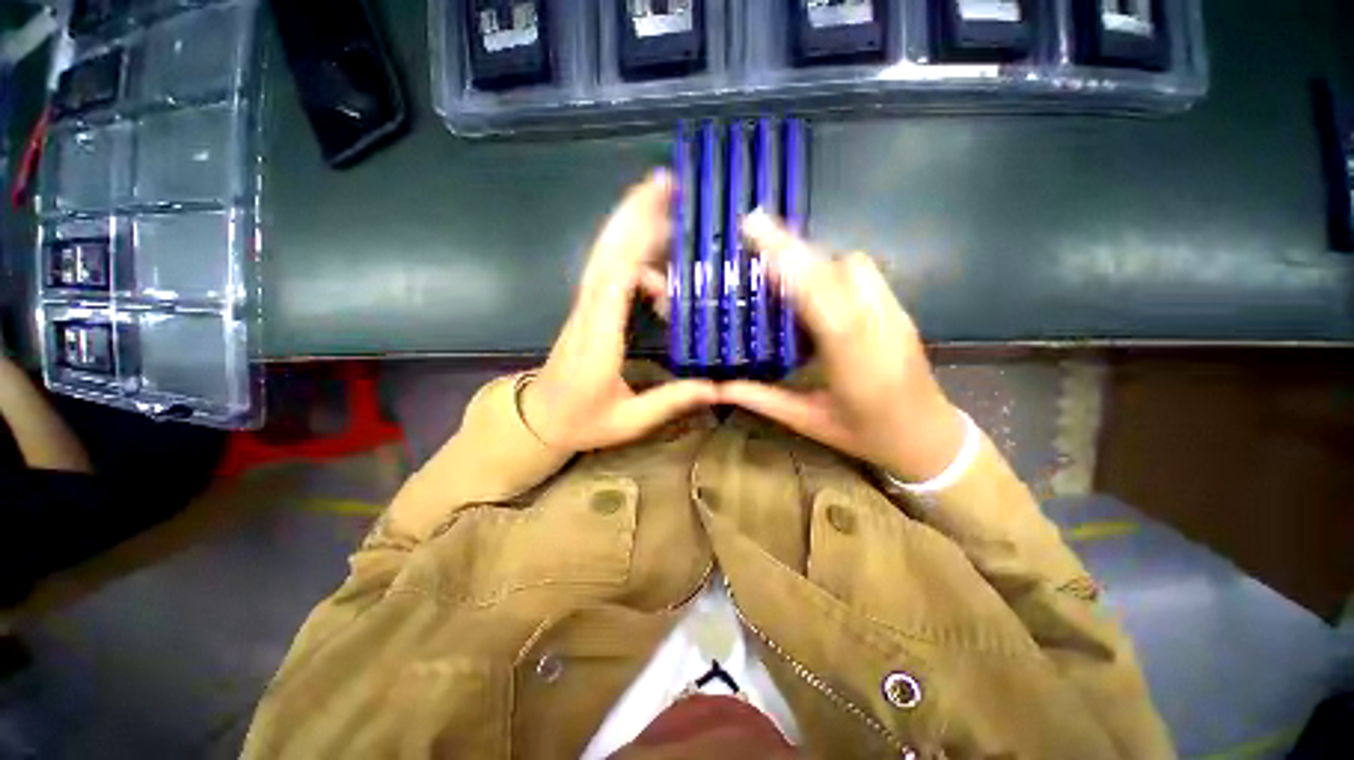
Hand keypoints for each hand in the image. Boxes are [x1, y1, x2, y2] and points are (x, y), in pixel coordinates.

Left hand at [520, 172, 717, 451]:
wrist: (539, 419)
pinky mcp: (588, 308)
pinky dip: (631, 253)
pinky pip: (608, 270)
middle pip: (607, 251)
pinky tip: (658, 265)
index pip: (616, 278)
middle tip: (666, 182)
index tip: (664, 207)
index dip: (638, 238)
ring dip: (631, 223)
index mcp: (599, 338)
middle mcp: (589, 312)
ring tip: (665, 204)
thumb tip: (718, 387)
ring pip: (605, 254)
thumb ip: (672, 401)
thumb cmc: (582, 421)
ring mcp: (585, 307)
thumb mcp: (630, 419)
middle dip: (634, 211)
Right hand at [720, 212, 965, 481]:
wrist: (929, 436)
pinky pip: (864, 274)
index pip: (823, 305)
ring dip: (814, 255)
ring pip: (854, 265)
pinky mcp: (899, 309)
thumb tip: (717, 387)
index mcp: (854, 365)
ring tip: (777, 255)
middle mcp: (878, 329)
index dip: (792, 268)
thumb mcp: (808, 422)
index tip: (759, 237)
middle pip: (838, 271)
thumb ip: (762, 400)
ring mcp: (894, 315)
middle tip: (755, 227)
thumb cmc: (865, 435)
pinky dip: (831, 264)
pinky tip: (809, 276)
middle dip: (795, 246)